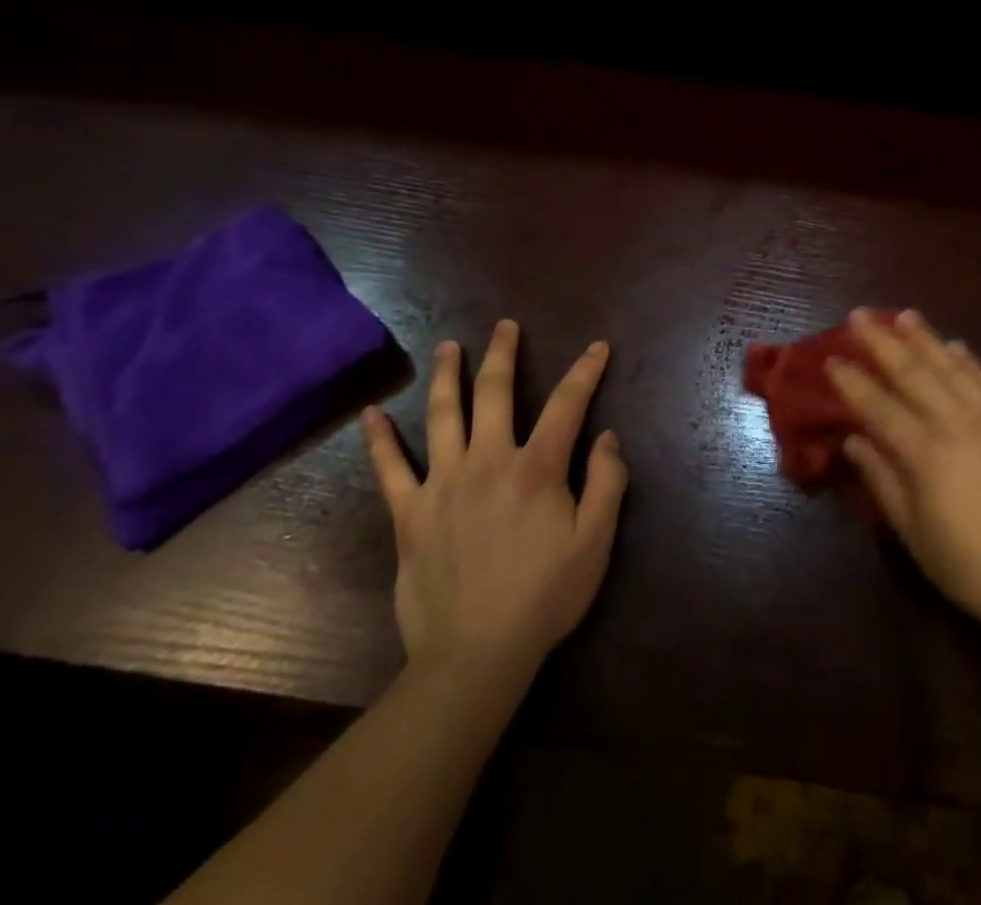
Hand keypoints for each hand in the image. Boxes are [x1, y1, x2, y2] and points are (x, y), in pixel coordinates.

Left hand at [363, 320, 628, 684]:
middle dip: (504, 354)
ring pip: (443, 415)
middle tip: (505, 326)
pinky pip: (390, 469)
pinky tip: (373, 414)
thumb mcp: (595, 543)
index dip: (585, 371)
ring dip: (449, 375)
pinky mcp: (409, 513)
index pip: (567, 404)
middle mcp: (488, 461)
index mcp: (536, 468)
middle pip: (495, 392)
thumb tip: (606, 436)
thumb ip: (607, 483)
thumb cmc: (544, 597)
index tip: (597, 346)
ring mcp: (443, 483)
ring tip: (450, 346)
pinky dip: (380, 440)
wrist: (475, 655)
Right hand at [830, 309, 980, 651]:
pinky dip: (969, 360)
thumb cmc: (971, 568)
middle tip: (859, 315)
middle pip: (912, 372)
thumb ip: (882, 480)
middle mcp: (957, 424)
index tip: (831, 358)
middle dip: (881, 341)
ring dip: (925, 338)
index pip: (878, 406)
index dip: (852, 381)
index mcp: (925, 455)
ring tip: (903, 314)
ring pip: (951, 367)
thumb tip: (854, 440)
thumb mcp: (914, 533)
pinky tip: (955, 344)